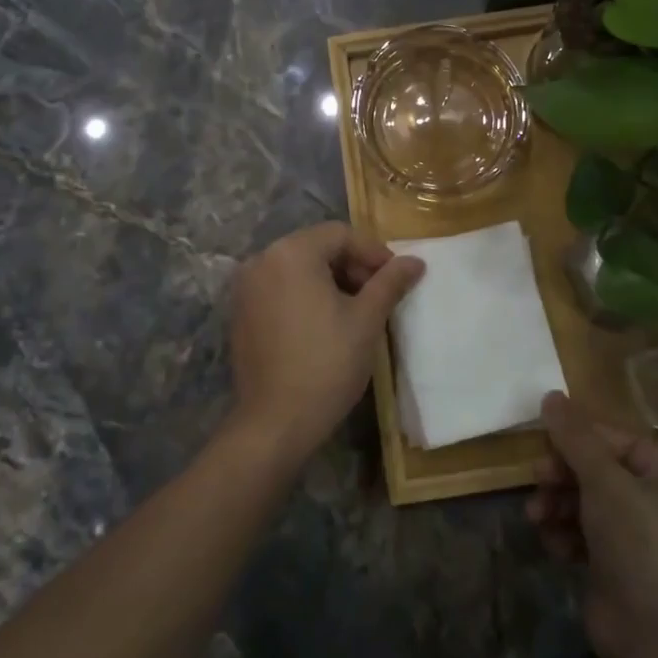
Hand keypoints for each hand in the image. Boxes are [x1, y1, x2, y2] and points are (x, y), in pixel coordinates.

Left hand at [226, 223, 424, 464]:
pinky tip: (326, 323)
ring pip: (299, 268)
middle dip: (352, 266)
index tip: (397, 278)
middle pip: (317, 247)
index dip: (373, 253)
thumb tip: (416, 261)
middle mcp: (262, 260)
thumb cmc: (327, 364)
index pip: (340, 234)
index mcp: (291, 253)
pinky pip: (280, 288)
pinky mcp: (241, 313)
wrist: (276, 423)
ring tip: (357, 310)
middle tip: (379, 295)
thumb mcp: (366, 319)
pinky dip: (306, 295)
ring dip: (331, 281)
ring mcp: (246, 288)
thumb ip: (390, 282)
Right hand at [528, 392, 657, 657]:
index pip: (621, 442)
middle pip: (599, 473)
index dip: (583, 437)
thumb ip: (575, 438)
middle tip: (536, 478)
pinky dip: (565, 536)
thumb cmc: (638, 544)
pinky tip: (552, 545)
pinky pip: (583, 537)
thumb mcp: (605, 481)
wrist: (654, 639)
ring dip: (557, 505)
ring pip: (586, 505)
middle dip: (563, 475)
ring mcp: (636, 542)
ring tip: (536, 516)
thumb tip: (551, 396)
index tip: (548, 438)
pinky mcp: (615, 570)